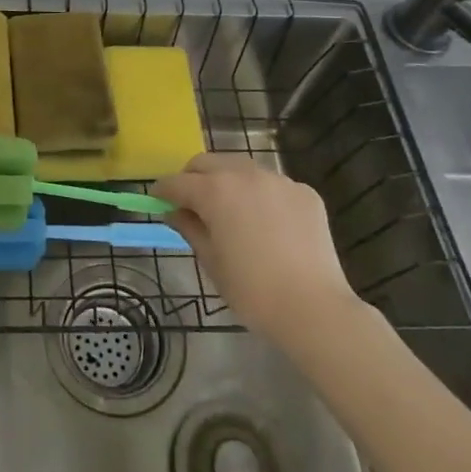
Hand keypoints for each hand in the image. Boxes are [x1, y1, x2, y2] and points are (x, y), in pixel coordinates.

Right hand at [154, 154, 371, 357]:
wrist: (313, 308)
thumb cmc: (252, 290)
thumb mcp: (211, 261)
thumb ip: (190, 228)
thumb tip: (175, 212)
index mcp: (215, 191)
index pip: (178, 182)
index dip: (163, 191)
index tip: (157, 200)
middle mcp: (245, 174)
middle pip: (208, 163)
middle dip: (193, 178)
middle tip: (191, 202)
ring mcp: (278, 180)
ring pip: (242, 168)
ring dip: (228, 182)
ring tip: (231, 210)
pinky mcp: (304, 192)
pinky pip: (272, 185)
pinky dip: (261, 196)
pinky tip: (268, 224)